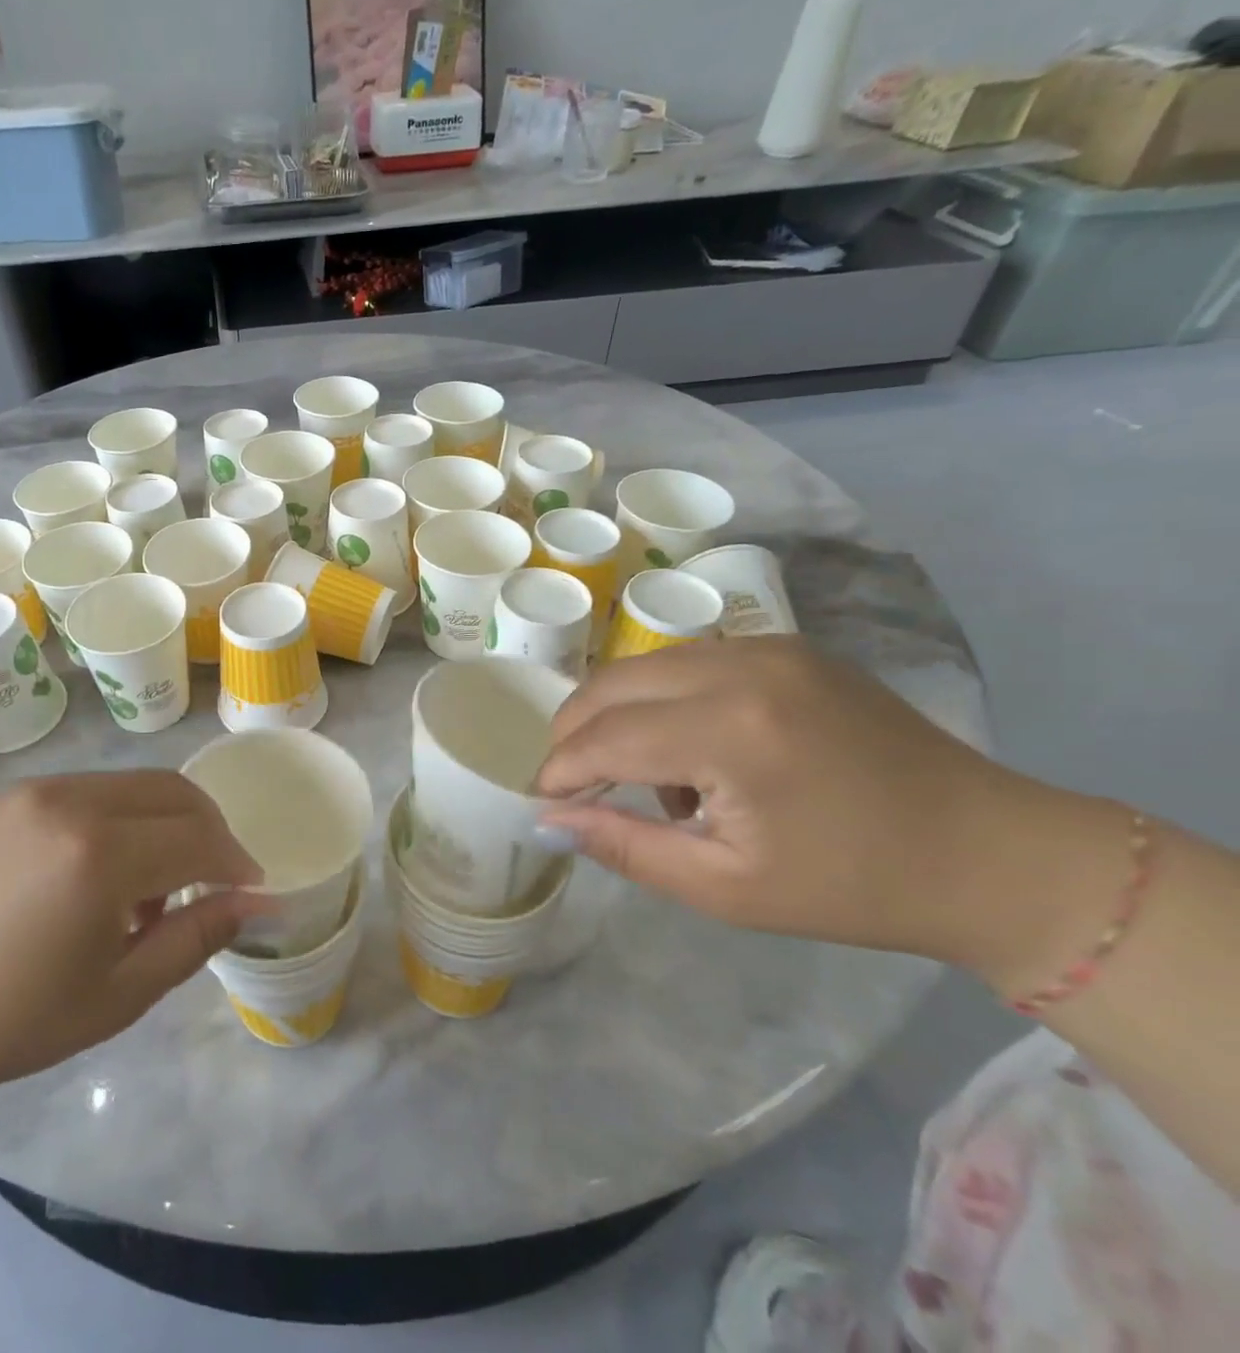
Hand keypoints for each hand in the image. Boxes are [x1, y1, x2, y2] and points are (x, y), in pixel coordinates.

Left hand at [0, 772, 261, 1115]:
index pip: (199, 838)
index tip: (251, 890)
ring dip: (166, 823)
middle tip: (216, 880)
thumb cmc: (10, 1021)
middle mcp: (73, 802)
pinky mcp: (11, 795)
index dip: (235, 863)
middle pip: (175, 792)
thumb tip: (258, 903)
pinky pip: (92, 790)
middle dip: (210, 830)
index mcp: (100, 856)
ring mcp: (38, 790)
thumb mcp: (118, 994)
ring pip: (135, 785)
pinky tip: (101, 872)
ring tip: (152, 890)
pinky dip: (122, 818)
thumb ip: (196, 938)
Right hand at [534, 638, 1115, 985]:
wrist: (990, 854)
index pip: (606, 737)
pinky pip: (687, 662)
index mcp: (731, 732)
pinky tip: (694, 748)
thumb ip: (624, 845)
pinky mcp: (786, 647)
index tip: (544, 800)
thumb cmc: (852, 887)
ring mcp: (767, 648)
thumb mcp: (724, 887)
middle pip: (611, 685)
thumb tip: (549, 817)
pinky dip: (662, 699)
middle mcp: (741, 668)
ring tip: (644, 775)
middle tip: (574, 782)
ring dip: (618, 714)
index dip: (561, 769)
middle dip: (574, 732)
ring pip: (643, 666)